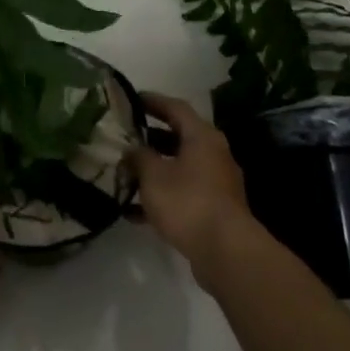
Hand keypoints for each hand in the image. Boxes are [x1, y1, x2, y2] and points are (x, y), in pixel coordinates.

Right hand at [126, 93, 266, 291]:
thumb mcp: (153, 175)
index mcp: (202, 137)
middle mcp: (213, 154)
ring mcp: (216, 183)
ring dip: (154, 169)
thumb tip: (131, 148)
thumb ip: (139, 157)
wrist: (225, 251)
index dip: (152, 101)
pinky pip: (183, 193)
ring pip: (180, 167)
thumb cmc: (187, 202)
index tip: (131, 99)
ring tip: (124, 173)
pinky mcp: (214, 208)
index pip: (176, 108)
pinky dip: (161, 196)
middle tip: (124, 137)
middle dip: (150, 137)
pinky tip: (135, 211)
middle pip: (179, 137)